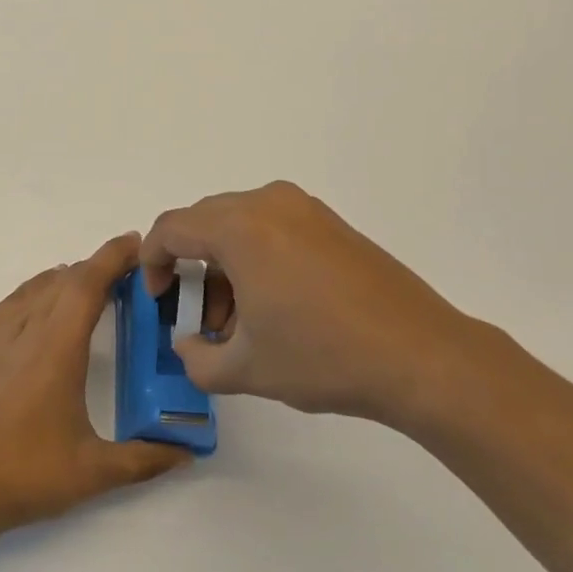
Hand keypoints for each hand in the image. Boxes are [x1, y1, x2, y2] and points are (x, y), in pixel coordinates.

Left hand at [0, 233, 190, 533]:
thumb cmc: (26, 473)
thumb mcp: (93, 471)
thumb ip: (144, 458)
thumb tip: (186, 451)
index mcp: (57, 347)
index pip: (87, 283)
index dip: (112, 257)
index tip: (134, 243)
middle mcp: (25, 328)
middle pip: (63, 280)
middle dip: (95, 269)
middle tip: (122, 275)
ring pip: (34, 288)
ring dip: (64, 280)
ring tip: (85, 287)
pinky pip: (10, 304)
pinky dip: (34, 294)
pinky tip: (39, 310)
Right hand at [142, 182, 481, 428]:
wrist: (421, 356)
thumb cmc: (323, 357)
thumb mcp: (247, 369)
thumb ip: (197, 359)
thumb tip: (187, 345)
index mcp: (238, 227)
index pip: (170, 229)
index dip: (152, 263)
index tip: (158, 300)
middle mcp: (267, 202)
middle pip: (203, 222)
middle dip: (190, 267)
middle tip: (199, 317)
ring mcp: (303, 208)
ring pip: (238, 224)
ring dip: (223, 264)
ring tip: (238, 320)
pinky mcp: (330, 222)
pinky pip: (271, 227)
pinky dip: (255, 256)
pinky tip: (273, 303)